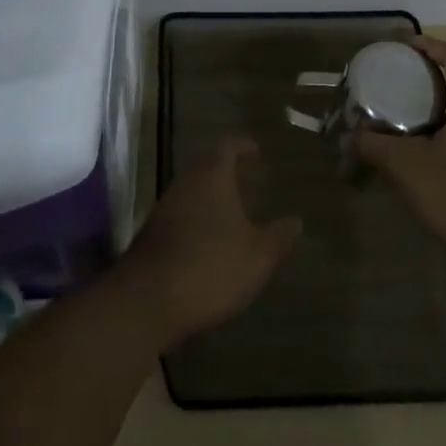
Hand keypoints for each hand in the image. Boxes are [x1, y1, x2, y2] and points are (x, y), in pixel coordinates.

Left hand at [115, 139, 301, 347]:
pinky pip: (180, 215)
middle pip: (205, 166)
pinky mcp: (152, 234)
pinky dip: (197, 219)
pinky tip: (209, 240)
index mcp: (212, 177)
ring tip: (232, 211)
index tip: (256, 151)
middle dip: (225, 170)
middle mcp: (185, 184)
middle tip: (246, 179)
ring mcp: (165, 208)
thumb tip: (296, 221)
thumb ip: (279, 237)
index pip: (227, 146)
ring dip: (210, 196)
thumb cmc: (211, 266)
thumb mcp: (258, 256)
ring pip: (191, 191)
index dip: (242, 145)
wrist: (149, 300)